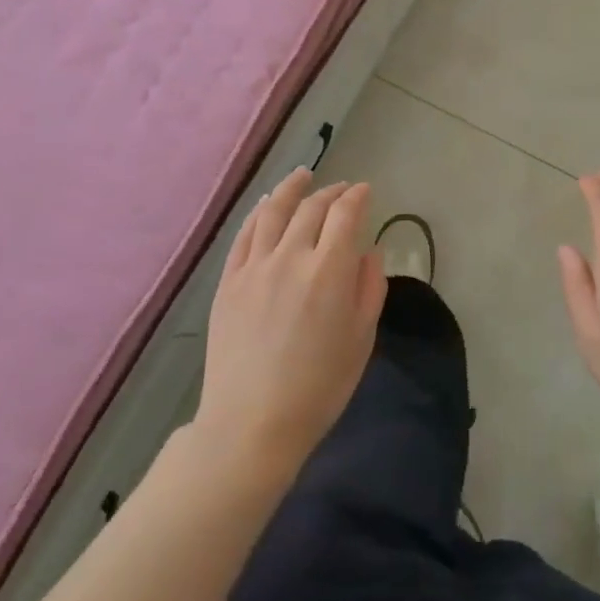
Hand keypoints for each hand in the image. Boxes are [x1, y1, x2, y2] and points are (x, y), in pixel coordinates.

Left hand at [195, 168, 385, 477]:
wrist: (251, 424)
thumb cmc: (318, 388)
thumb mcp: (361, 340)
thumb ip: (370, 288)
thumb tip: (368, 251)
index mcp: (329, 271)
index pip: (345, 215)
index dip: (357, 197)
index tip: (365, 191)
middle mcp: (291, 257)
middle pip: (312, 208)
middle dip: (331, 193)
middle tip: (342, 190)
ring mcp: (255, 266)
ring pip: (274, 211)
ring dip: (292, 188)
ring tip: (303, 176)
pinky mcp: (229, 281)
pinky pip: (245, 234)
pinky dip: (259, 212)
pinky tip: (267, 205)